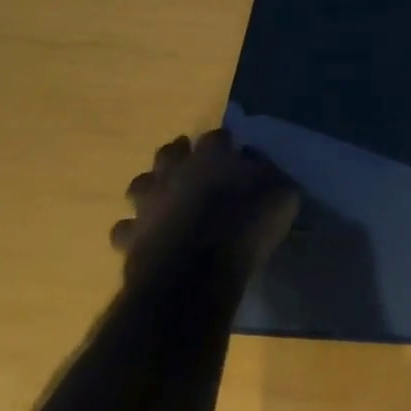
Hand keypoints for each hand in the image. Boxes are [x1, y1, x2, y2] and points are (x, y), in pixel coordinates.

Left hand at [109, 130, 300, 277]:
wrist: (195, 274)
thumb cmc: (245, 227)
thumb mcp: (282, 197)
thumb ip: (272, 176)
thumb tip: (261, 167)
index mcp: (212, 157)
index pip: (217, 136)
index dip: (226, 142)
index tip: (236, 150)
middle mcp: (174, 171)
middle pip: (170, 152)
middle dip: (181, 154)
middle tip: (195, 164)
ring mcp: (146, 202)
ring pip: (141, 184)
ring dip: (153, 186)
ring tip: (167, 196)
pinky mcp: (129, 235)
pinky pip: (127, 226)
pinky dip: (137, 227)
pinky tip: (149, 233)